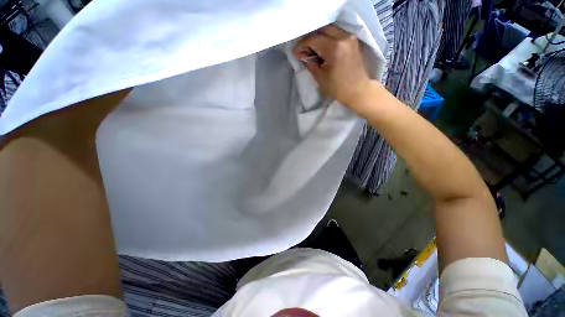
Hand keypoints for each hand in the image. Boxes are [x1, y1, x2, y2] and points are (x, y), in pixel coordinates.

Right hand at [293, 25, 372, 106]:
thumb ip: (310, 63)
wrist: (358, 90)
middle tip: (304, 51)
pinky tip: (323, 49)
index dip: (302, 45)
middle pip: (322, 31)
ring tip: (312, 50)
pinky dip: (327, 39)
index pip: (314, 39)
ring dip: (319, 38)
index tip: (296, 53)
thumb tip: (300, 55)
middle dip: (310, 40)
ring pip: (330, 30)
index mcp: (334, 48)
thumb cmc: (338, 88)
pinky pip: (337, 34)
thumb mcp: (320, 77)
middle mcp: (343, 38)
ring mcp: (350, 38)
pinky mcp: (353, 41)